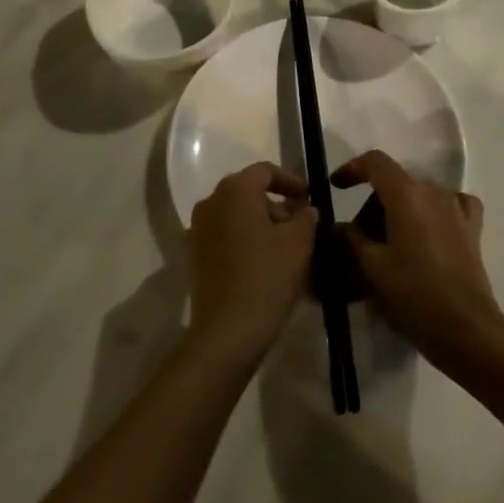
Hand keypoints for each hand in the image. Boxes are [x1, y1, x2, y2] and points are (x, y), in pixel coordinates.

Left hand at [186, 163, 317, 363]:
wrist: (226, 331)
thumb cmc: (266, 277)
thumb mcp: (299, 243)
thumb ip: (306, 217)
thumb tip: (305, 209)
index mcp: (235, 190)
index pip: (265, 171)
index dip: (291, 181)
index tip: (309, 197)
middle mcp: (210, 201)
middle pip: (248, 192)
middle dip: (276, 205)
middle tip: (300, 226)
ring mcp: (197, 229)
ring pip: (236, 215)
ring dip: (260, 224)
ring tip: (285, 247)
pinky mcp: (194, 255)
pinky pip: (224, 236)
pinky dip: (244, 240)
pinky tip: (263, 263)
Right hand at [334, 151, 501, 360]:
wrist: (467, 330)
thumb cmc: (414, 295)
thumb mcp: (372, 268)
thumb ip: (350, 239)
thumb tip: (336, 226)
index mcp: (406, 194)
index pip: (375, 163)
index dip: (352, 169)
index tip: (336, 187)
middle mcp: (433, 191)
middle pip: (395, 183)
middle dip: (372, 205)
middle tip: (358, 240)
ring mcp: (456, 208)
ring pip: (418, 197)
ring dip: (398, 213)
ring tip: (387, 247)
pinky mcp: (472, 229)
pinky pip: (448, 207)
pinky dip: (431, 214)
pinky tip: (426, 234)